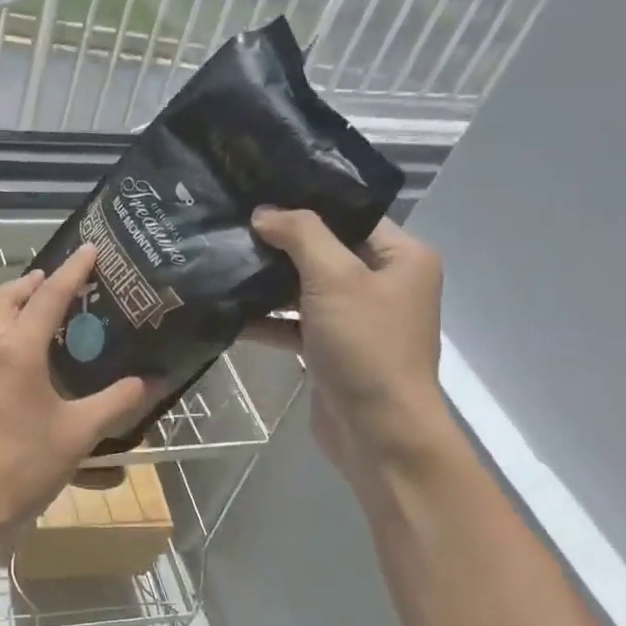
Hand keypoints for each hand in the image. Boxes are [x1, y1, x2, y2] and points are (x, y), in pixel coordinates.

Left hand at [0, 245, 146, 550]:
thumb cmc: (21, 467)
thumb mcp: (77, 436)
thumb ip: (116, 404)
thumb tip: (152, 382)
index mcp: (17, 349)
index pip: (49, 295)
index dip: (72, 270)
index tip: (89, 248)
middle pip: (5, 296)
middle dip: (32, 281)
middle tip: (57, 282)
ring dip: (8, 304)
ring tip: (34, 311)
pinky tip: (8, 355)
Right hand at [248, 208, 450, 486]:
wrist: (376, 430)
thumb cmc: (365, 345)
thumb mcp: (335, 278)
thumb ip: (301, 236)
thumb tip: (264, 212)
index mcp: (402, 258)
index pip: (351, 217)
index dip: (307, 205)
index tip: (259, 195)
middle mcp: (383, 284)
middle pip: (324, 252)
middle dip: (279, 245)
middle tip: (232, 227)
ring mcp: (355, 319)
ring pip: (305, 289)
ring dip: (268, 284)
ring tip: (223, 263)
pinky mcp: (330, 349)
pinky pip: (294, 324)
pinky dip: (267, 320)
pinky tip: (229, 312)